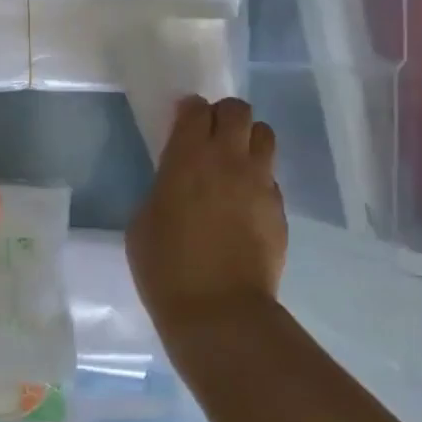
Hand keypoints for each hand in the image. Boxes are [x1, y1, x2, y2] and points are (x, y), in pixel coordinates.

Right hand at [127, 96, 286, 334]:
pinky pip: (271, 177)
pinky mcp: (279, 208)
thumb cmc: (166, 268)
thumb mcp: (142, 222)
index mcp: (187, 158)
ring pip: (264, 134)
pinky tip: (244, 204)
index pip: (196, 109)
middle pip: (237, 110)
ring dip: (247, 139)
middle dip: (223, 115)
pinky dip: (258, 178)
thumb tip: (176, 184)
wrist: (219, 311)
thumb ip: (161, 189)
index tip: (182, 122)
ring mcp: (260, 182)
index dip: (188, 110)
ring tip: (234, 163)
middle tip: (210, 137)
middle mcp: (228, 160)